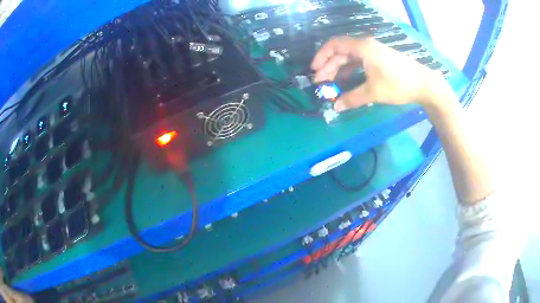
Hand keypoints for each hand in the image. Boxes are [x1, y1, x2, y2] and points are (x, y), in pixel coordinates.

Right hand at [311, 36, 448, 110]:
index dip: (321, 56)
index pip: (334, 45)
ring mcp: (374, 52)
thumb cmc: (398, 84)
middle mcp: (366, 46)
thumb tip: (335, 107)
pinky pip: (359, 62)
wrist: (424, 84)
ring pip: (350, 58)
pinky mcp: (380, 59)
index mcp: (362, 48)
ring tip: (332, 85)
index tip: (314, 71)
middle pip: (340, 52)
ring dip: (339, 69)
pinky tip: (348, 81)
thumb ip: (352, 98)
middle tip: (321, 84)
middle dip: (328, 67)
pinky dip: (351, 70)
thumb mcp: (373, 92)